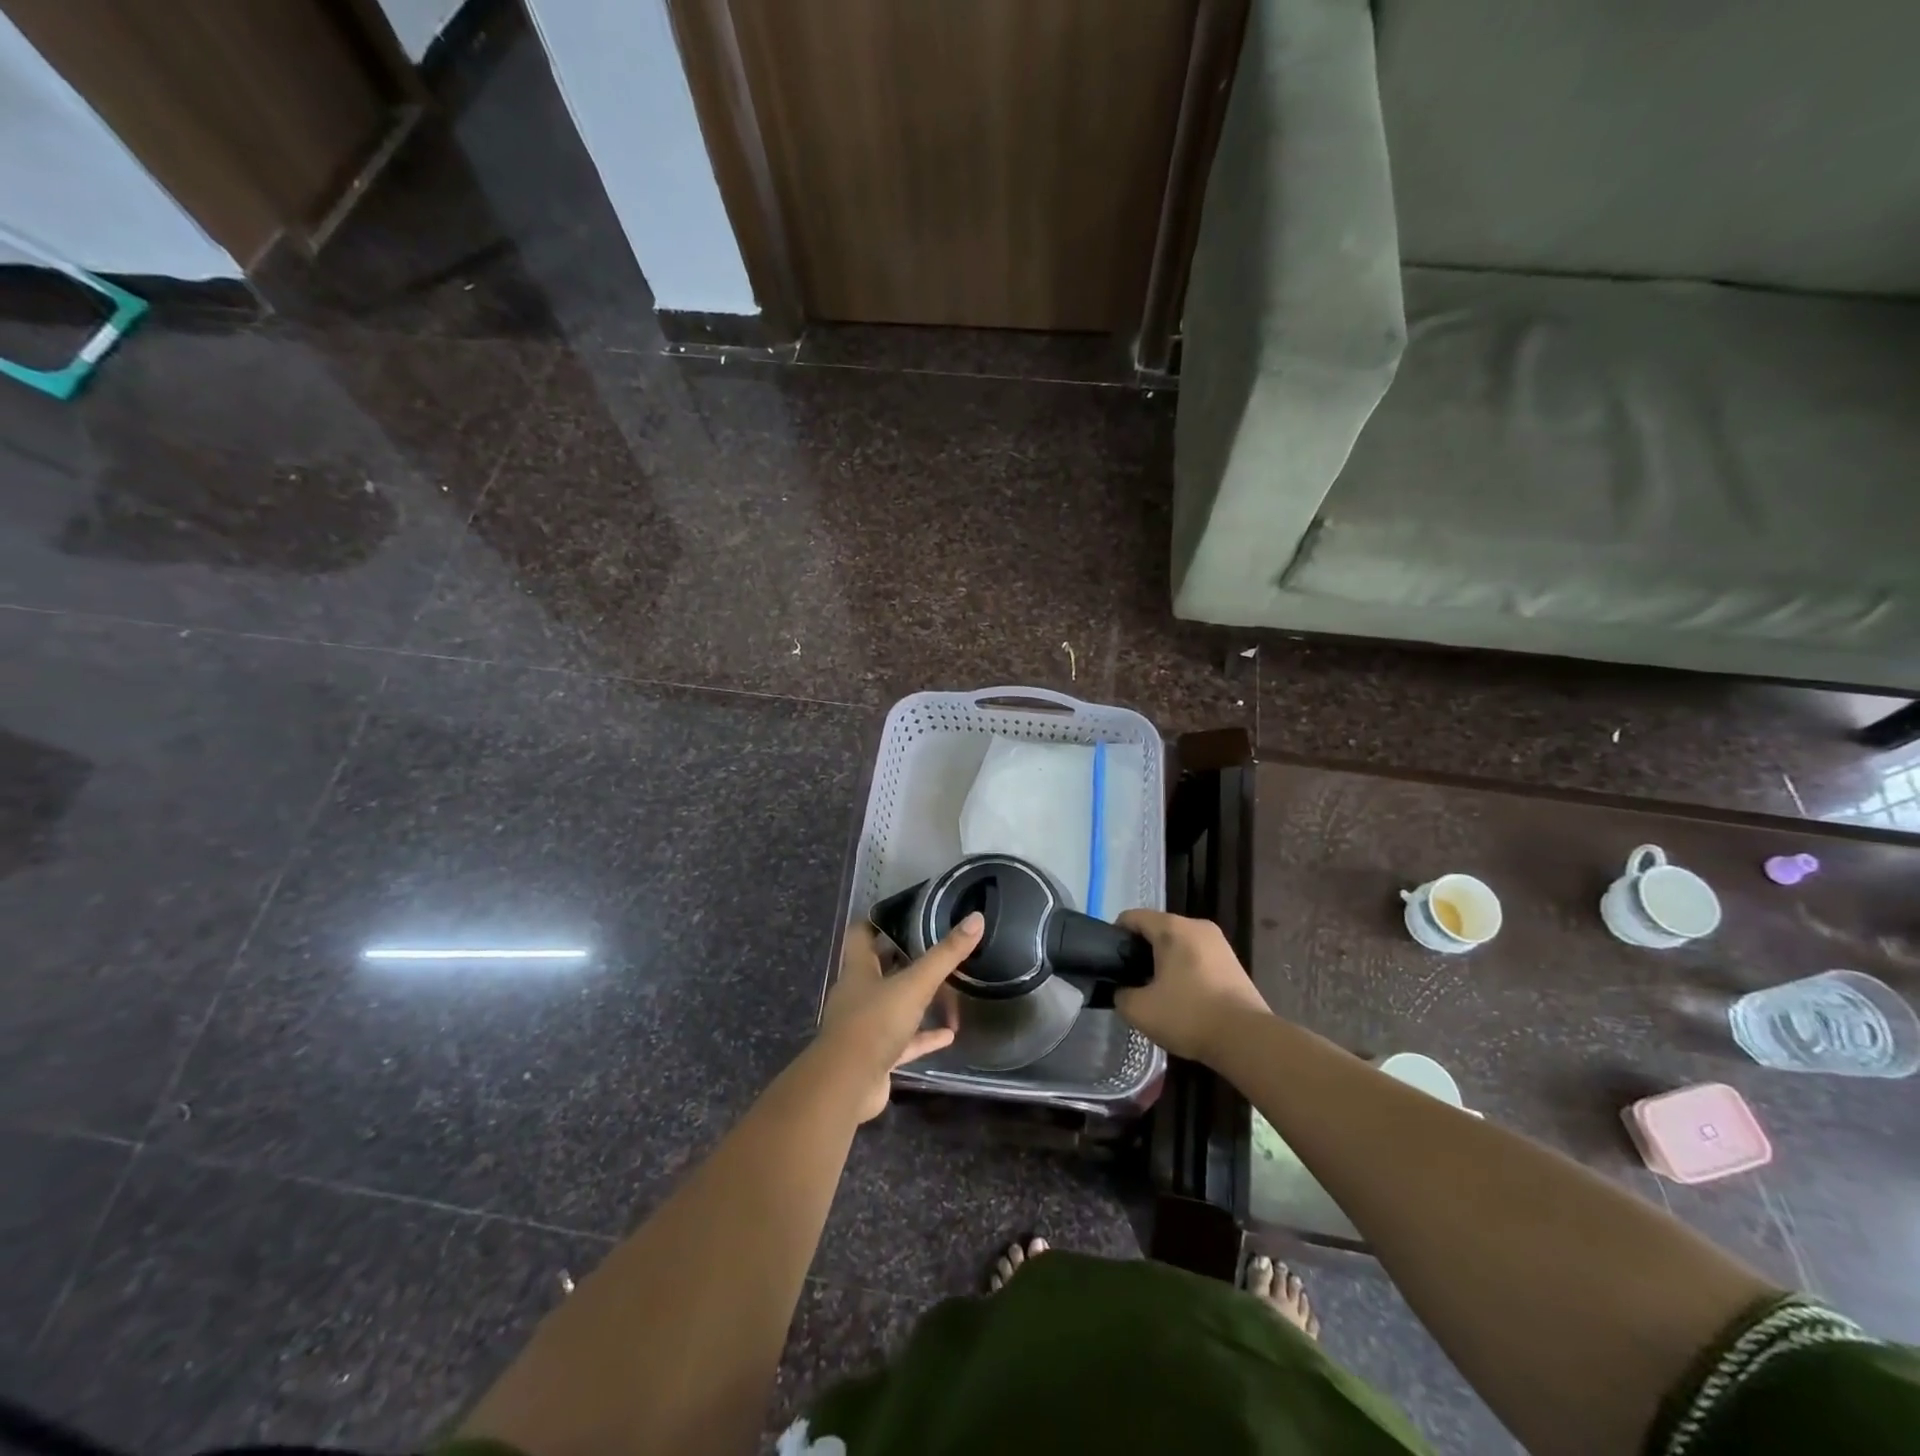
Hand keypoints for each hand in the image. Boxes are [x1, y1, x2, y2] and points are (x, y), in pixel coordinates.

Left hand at [818, 913, 979, 1120]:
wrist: (847, 1085)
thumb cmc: (874, 1023)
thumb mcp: (915, 985)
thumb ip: (945, 955)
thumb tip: (976, 919)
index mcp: (858, 970)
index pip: (862, 935)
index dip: (879, 922)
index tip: (904, 913)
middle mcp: (857, 995)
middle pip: (879, 969)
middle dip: (903, 959)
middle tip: (933, 947)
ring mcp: (864, 1027)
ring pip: (893, 1006)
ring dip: (916, 1001)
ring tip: (947, 991)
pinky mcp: (875, 1056)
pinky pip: (904, 1041)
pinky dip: (924, 1037)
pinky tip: (949, 1036)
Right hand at [1114, 909, 1270, 1061]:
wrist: (1247, 1039)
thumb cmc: (1188, 1015)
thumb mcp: (1139, 1010)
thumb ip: (1120, 994)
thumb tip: (1123, 990)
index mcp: (1172, 927)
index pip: (1131, 918)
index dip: (1115, 937)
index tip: (1112, 964)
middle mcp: (1196, 925)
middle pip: (1156, 929)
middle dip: (1141, 952)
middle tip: (1132, 981)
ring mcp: (1218, 942)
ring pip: (1178, 944)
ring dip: (1164, 962)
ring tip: (1157, 992)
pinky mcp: (1232, 961)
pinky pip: (1197, 957)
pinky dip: (1185, 970)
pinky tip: (1183, 998)